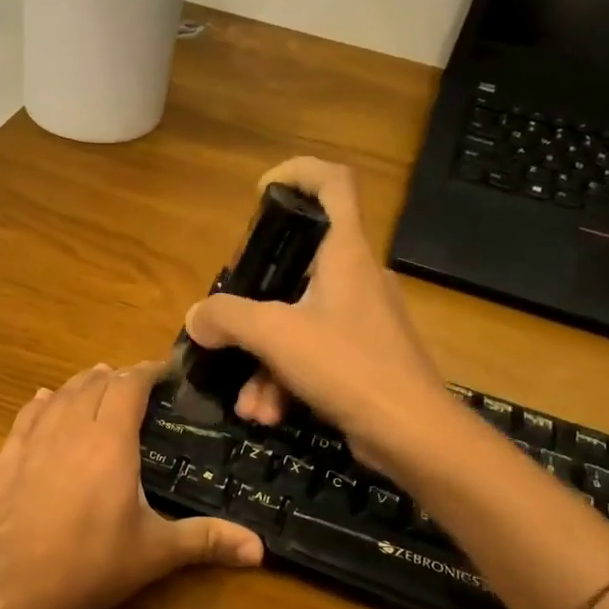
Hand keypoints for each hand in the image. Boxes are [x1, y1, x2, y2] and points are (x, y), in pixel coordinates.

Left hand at [0, 363, 263, 608]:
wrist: (16, 588)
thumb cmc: (92, 564)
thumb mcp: (155, 552)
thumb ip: (206, 540)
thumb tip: (260, 548)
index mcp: (110, 440)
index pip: (130, 386)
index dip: (147, 371)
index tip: (164, 372)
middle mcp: (71, 428)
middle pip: (95, 383)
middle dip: (118, 377)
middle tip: (136, 386)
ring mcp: (34, 441)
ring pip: (61, 394)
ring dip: (83, 384)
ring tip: (98, 383)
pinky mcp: (8, 457)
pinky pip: (27, 414)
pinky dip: (44, 402)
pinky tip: (46, 400)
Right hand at [184, 157, 448, 468]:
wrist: (412, 435)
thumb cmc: (348, 366)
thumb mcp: (276, 336)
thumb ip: (228, 318)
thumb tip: (196, 318)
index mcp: (346, 253)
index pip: (334, 183)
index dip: (299, 173)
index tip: (261, 193)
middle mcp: (356, 279)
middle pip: (296, 269)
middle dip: (253, 310)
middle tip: (228, 327)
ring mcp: (361, 321)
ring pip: (297, 325)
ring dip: (263, 364)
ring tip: (248, 404)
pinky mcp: (363, 359)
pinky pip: (311, 356)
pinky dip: (285, 382)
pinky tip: (268, 415)